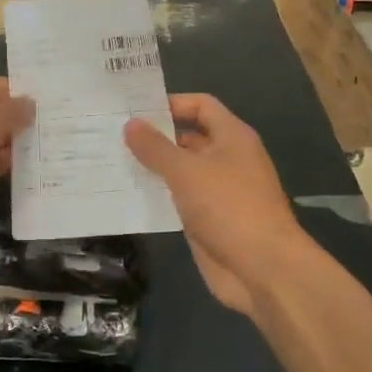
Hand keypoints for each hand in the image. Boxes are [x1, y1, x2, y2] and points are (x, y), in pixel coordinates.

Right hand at [124, 95, 310, 316]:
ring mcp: (216, 192)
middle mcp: (226, 159)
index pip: (200, 106)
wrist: (261, 268)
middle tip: (111, 135)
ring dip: (151, 168)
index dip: (170, 103)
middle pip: (187, 138)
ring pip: (179, 171)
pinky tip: (125, 195)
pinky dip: (155, 196)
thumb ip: (156, 148)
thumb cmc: (229, 207)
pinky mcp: (206, 220)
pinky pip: (177, 200)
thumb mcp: (187, 171)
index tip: (134, 109)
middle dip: (153, 137)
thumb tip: (131, 124)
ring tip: (110, 162)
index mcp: (232, 137)